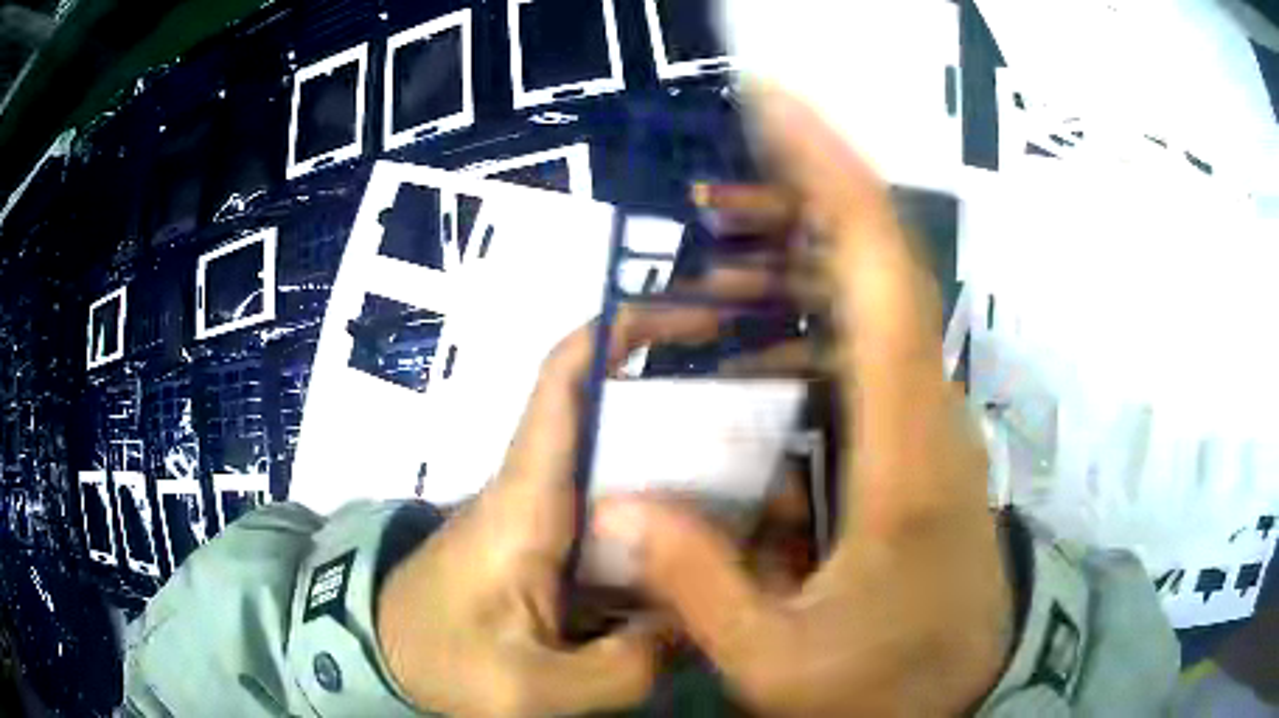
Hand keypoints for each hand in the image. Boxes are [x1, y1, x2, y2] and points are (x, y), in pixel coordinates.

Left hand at [376, 276, 770, 715]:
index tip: (694, 319)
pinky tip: (711, 554)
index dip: (622, 331)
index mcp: (527, 500)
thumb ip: (622, 667)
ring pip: (625, 470)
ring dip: (686, 469)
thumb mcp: (530, 687)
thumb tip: (691, 625)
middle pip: (618, 421)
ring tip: (764, 494)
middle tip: (767, 428)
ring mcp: (547, 516)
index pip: (564, 382)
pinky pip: (619, 517)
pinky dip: (666, 521)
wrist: (386, 653)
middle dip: (689, 408)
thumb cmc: (439, 656)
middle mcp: (540, 489)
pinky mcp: (552, 544)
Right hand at [592, 89, 1012, 715]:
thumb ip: (700, 588)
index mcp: (907, 445)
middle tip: (704, 199)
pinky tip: (744, 347)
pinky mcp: (912, 444)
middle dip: (792, 207)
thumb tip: (624, 505)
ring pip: (865, 308)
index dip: (829, 174)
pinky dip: (800, 327)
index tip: (774, 107)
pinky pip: (857, 358)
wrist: (968, 693)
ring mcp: (924, 423)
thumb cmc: (889, 685)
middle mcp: (926, 409)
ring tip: (709, 256)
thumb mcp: (779, 664)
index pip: (880, 270)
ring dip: (791, 266)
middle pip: (873, 267)